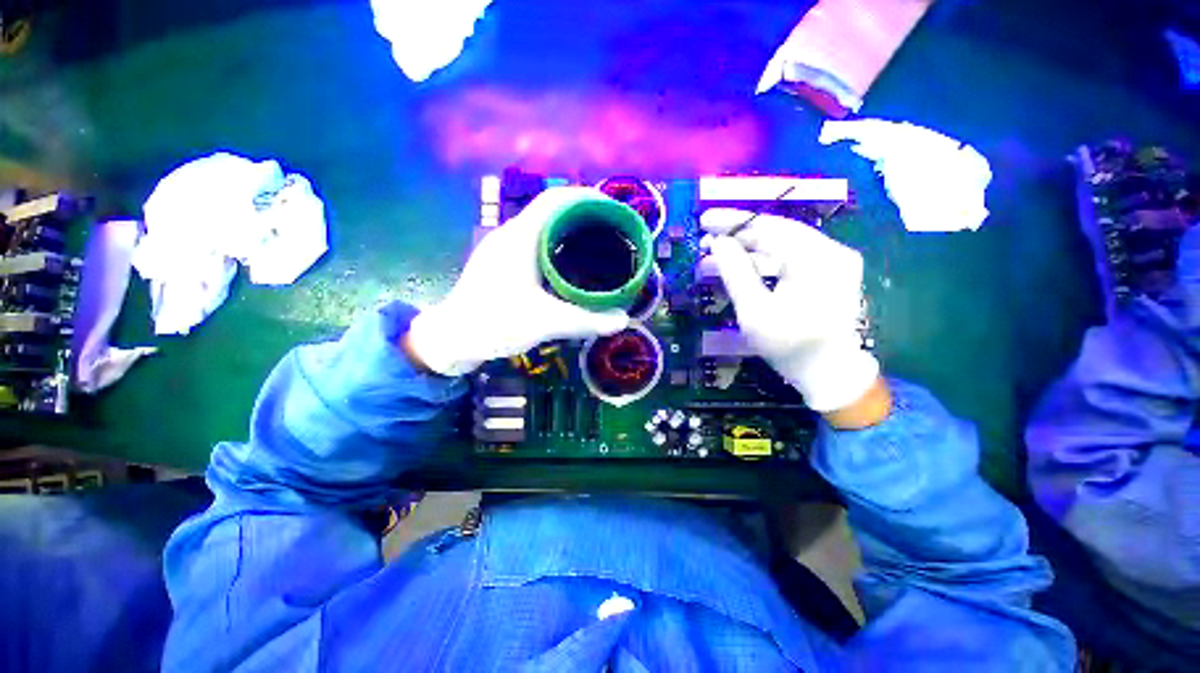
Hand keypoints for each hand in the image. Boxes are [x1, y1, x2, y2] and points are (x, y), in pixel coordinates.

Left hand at [407, 187, 630, 375]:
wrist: (451, 339)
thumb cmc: (494, 324)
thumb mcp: (545, 323)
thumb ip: (586, 321)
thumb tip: (623, 319)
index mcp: (520, 238)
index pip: (556, 200)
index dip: (586, 197)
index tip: (613, 208)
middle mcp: (511, 235)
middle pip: (552, 210)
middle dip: (583, 214)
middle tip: (612, 230)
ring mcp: (504, 249)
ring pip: (542, 227)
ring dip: (569, 229)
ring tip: (597, 244)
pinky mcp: (502, 263)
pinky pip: (535, 243)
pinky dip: (557, 245)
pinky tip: (570, 264)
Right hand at [701, 208, 879, 413]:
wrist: (829, 373)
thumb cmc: (789, 346)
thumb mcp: (754, 310)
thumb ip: (735, 272)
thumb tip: (718, 241)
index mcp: (816, 259)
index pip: (768, 227)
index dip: (733, 222)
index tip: (704, 221)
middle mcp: (831, 250)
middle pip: (776, 232)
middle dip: (739, 235)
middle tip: (707, 239)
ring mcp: (834, 260)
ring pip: (783, 244)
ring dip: (749, 249)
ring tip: (717, 255)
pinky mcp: (831, 271)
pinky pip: (792, 257)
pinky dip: (765, 260)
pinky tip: (743, 265)